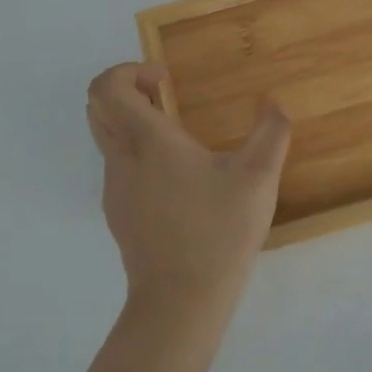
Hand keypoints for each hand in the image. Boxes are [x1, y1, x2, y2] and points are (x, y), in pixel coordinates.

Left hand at [85, 63, 291, 317]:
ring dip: (133, 122)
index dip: (128, 70)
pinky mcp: (119, 214)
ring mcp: (116, 190)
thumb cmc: (218, 231)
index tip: (165, 78)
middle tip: (165, 95)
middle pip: (97, 107)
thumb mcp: (258, 178)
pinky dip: (138, 153)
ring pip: (107, 138)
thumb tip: (274, 102)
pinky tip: (180, 178)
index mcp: (148, 142)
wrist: (181, 302)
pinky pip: (120, 167)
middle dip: (126, 89)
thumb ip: (271, 132)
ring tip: (181, 137)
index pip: (107, 88)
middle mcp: (122, 160)